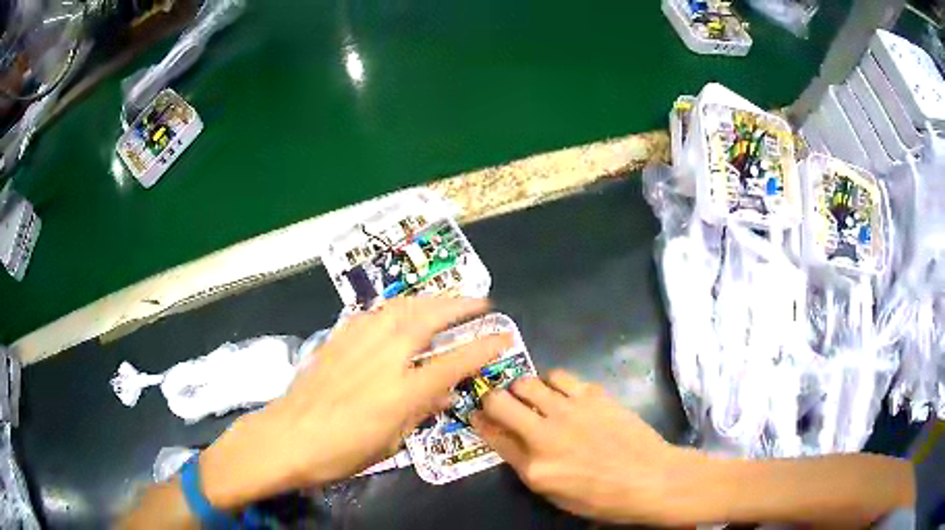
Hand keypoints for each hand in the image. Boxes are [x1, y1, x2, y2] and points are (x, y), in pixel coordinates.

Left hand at [199, 297, 511, 508]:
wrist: (287, 436)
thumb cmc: (341, 451)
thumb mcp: (389, 442)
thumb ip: (418, 413)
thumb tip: (442, 395)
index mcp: (402, 390)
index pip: (454, 362)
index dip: (483, 348)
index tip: (504, 337)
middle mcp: (384, 356)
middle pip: (428, 319)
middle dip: (460, 306)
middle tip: (481, 302)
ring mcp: (358, 342)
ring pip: (401, 307)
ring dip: (429, 299)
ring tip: (445, 299)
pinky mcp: (338, 338)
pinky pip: (373, 313)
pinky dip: (394, 307)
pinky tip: (399, 310)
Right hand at [471, 370, 702, 525]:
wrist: (650, 478)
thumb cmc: (603, 498)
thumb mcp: (556, 494)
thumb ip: (527, 466)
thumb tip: (508, 439)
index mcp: (534, 467)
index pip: (492, 436)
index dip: (479, 421)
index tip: (474, 413)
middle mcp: (545, 434)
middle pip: (500, 401)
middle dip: (492, 399)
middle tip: (500, 402)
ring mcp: (570, 410)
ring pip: (527, 382)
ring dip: (522, 388)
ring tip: (533, 397)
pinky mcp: (593, 395)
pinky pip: (560, 376)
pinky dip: (553, 382)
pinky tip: (562, 393)